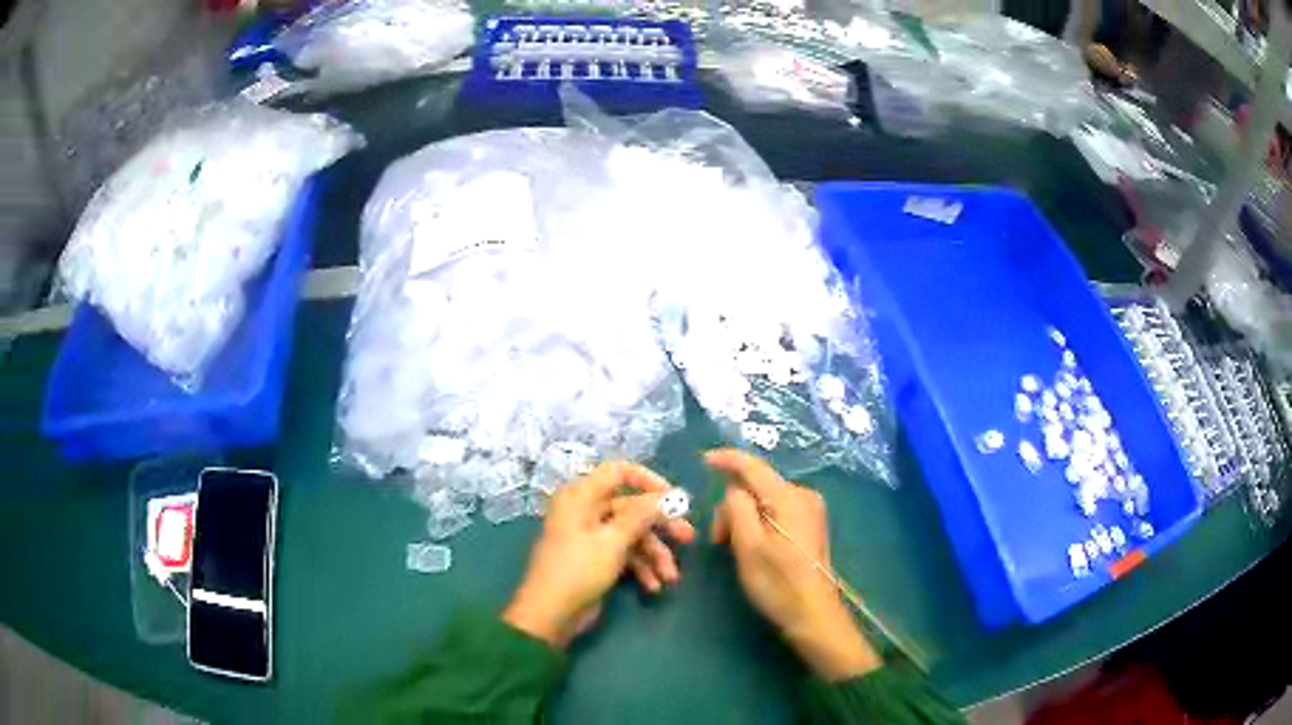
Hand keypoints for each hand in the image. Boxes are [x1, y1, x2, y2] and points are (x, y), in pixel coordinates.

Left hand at [503, 461, 695, 647]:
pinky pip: (625, 555)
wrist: (550, 615)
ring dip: (654, 555)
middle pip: (631, 508)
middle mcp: (586, 511)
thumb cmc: (578, 570)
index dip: (648, 481)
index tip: (673, 498)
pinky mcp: (596, 560)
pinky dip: (641, 568)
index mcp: (581, 497)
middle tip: (688, 538)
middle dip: (660, 526)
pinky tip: (654, 587)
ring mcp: (591, 537)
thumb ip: (642, 515)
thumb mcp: (613, 541)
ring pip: (632, 535)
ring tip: (672, 577)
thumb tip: (671, 495)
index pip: (618, 472)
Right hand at [708, 449, 880, 680]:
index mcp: (789, 497)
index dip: (727, 459)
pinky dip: (759, 522)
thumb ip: (737, 508)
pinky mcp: (811, 524)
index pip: (753, 466)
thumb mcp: (748, 545)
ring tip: (733, 548)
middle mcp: (804, 495)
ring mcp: (810, 510)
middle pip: (757, 485)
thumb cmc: (777, 582)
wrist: (813, 613)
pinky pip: (777, 510)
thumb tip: (734, 490)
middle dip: (732, 505)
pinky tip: (753, 545)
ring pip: (765, 499)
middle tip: (719, 540)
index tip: (702, 460)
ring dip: (744, 517)